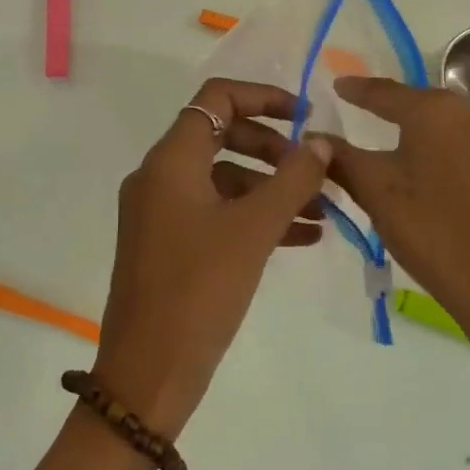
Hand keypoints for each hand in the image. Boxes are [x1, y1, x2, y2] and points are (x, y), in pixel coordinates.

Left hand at [93, 79, 333, 435]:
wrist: (148, 372)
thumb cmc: (199, 291)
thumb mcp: (253, 230)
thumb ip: (292, 180)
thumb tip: (320, 141)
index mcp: (171, 160)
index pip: (216, 98)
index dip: (264, 98)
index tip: (305, 118)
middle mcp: (159, 176)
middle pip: (223, 136)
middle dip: (274, 150)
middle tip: (315, 173)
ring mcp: (160, 212)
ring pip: (223, 179)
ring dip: (270, 189)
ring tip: (322, 212)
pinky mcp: (167, 244)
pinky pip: (215, 214)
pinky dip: (253, 217)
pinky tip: (300, 237)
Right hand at [327, 76, 469, 400]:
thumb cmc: (434, 231)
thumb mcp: (376, 192)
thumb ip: (341, 159)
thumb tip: (314, 137)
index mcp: (435, 111)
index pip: (384, 91)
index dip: (357, 89)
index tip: (336, 85)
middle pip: (420, 104)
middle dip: (390, 108)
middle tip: (362, 112)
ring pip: (447, 128)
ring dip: (419, 134)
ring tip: (394, 146)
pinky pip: (467, 150)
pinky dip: (442, 154)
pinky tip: (430, 175)